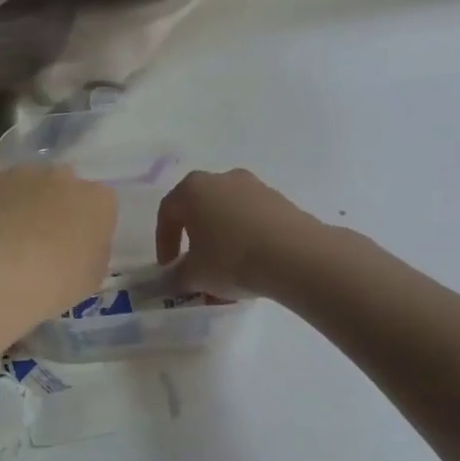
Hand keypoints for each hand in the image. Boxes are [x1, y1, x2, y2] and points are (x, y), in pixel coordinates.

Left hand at [0, 165, 117, 324]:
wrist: (0, 273)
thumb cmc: (57, 281)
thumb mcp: (92, 276)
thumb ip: (93, 250)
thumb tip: (80, 245)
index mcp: (98, 200)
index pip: (100, 204)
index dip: (87, 224)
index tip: (76, 245)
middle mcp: (63, 176)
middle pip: (63, 186)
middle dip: (55, 205)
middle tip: (42, 238)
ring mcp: (22, 174)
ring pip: (26, 184)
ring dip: (22, 203)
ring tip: (9, 238)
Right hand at [155, 169, 325, 297]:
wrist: (296, 256)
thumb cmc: (232, 259)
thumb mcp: (195, 275)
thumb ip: (175, 278)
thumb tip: (169, 281)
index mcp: (192, 189)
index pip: (167, 213)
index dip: (163, 242)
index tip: (168, 267)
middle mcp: (221, 179)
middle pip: (198, 209)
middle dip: (193, 238)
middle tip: (194, 264)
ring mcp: (254, 186)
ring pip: (227, 214)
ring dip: (221, 239)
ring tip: (226, 269)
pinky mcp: (280, 200)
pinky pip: (252, 218)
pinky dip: (245, 238)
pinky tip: (251, 263)